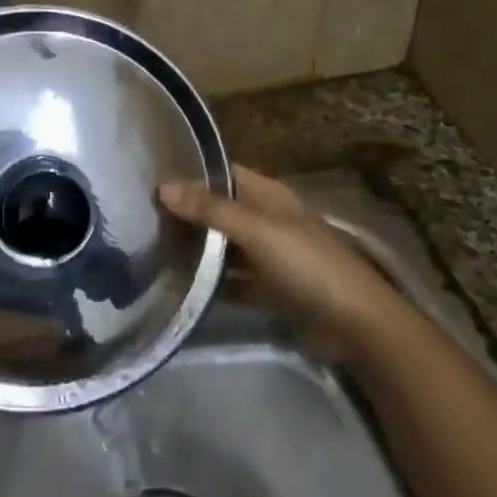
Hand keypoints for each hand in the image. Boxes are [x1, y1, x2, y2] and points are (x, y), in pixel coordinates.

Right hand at [158, 165, 394, 347]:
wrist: (355, 324)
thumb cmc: (307, 264)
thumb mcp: (257, 231)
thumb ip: (211, 209)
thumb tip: (163, 186)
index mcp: (268, 196)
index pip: (222, 173)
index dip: (190, 173)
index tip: (150, 179)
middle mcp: (266, 219)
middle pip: (219, 210)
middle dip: (186, 213)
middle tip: (141, 218)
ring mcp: (268, 255)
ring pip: (223, 246)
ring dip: (195, 248)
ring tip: (150, 249)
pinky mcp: (268, 288)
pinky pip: (231, 279)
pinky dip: (210, 281)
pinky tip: (180, 284)